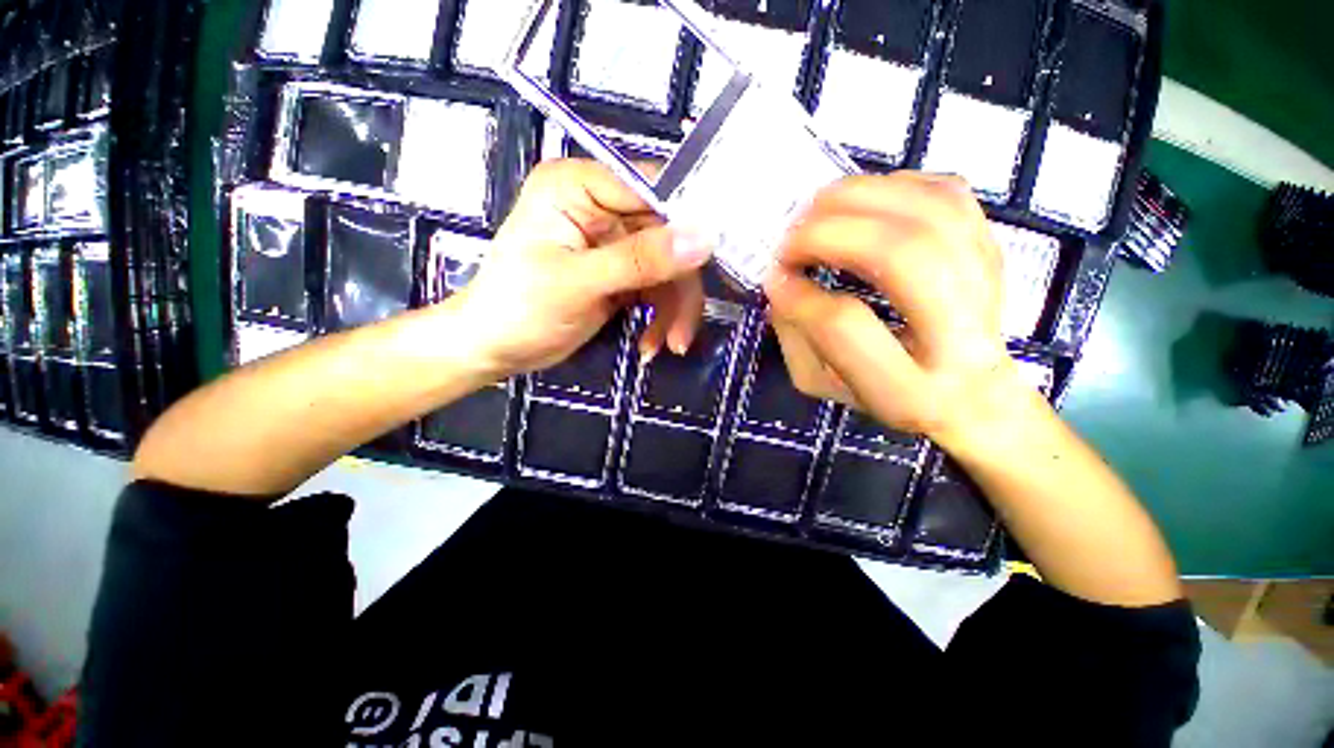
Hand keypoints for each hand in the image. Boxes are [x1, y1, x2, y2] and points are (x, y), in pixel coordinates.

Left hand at [447, 159, 712, 379]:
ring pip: (668, 269)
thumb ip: (639, 259)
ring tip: (668, 345)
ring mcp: (613, 242)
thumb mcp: (578, 283)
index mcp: (580, 186)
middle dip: (678, 289)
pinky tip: (651, 344)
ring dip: (672, 311)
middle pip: (668, 237)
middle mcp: (601, 207)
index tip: (710, 266)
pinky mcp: (621, 273)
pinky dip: (659, 318)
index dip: (687, 226)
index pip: (652, 191)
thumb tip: (702, 237)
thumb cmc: (519, 309)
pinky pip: (657, 290)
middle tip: (682, 333)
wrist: (496, 348)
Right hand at [764, 172, 1015, 441]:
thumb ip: (794, 338)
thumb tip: (782, 282)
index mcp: (908, 390)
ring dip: (856, 199)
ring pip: (929, 212)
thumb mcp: (822, 384)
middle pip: (901, 255)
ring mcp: (988, 284)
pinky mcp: (992, 248)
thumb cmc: (883, 394)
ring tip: (815, 214)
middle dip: (828, 234)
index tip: (776, 281)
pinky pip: (946, 191)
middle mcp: (961, 337)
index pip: (846, 325)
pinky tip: (859, 205)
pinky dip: (892, 185)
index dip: (800, 295)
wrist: (974, 392)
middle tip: (789, 242)